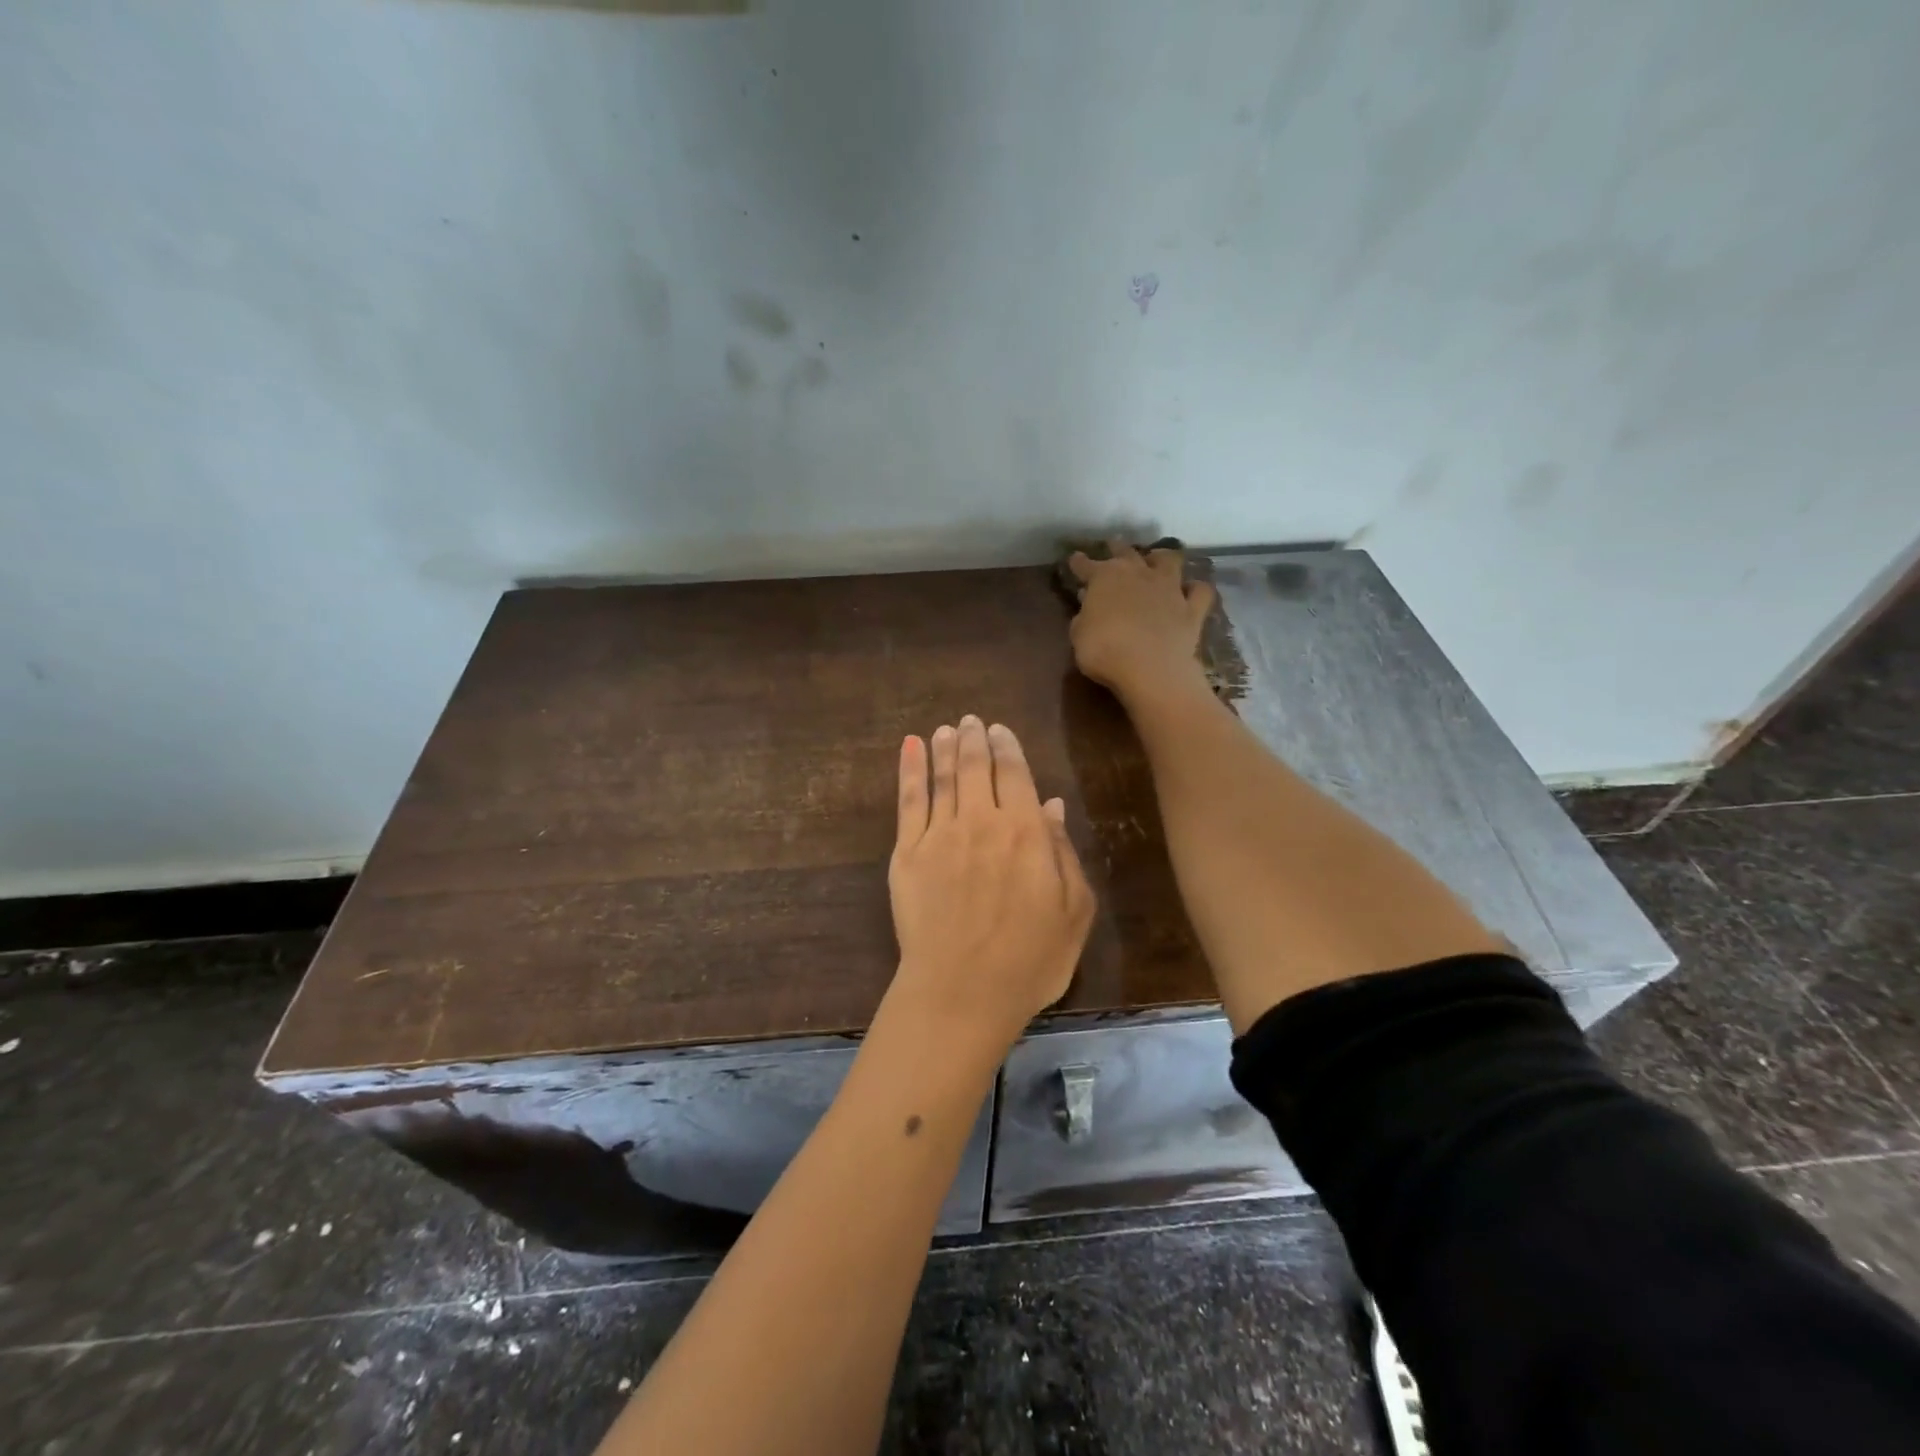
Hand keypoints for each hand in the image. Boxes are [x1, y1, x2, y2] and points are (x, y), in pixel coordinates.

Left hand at [887, 717, 1095, 1055]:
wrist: (962, 992)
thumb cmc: (1029, 960)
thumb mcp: (1073, 911)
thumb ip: (1063, 853)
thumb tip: (1052, 806)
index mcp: (1026, 833)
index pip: (1016, 775)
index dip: (1008, 748)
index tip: (1000, 730)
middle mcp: (982, 822)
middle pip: (977, 767)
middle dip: (974, 739)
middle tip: (971, 721)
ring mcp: (940, 835)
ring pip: (944, 777)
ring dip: (946, 748)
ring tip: (947, 729)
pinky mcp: (907, 853)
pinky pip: (909, 801)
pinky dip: (911, 770)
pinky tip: (911, 747)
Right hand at [1066, 540, 1215, 700]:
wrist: (1151, 669)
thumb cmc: (1104, 651)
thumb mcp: (1079, 636)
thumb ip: (1083, 618)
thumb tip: (1088, 606)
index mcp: (1105, 578)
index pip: (1087, 565)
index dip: (1079, 563)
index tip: (1074, 559)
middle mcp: (1139, 574)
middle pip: (1127, 553)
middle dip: (1117, 548)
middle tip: (1113, 545)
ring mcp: (1169, 589)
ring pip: (1169, 561)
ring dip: (1161, 558)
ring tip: (1156, 559)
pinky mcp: (1192, 609)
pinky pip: (1200, 592)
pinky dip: (1195, 589)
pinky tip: (1190, 591)